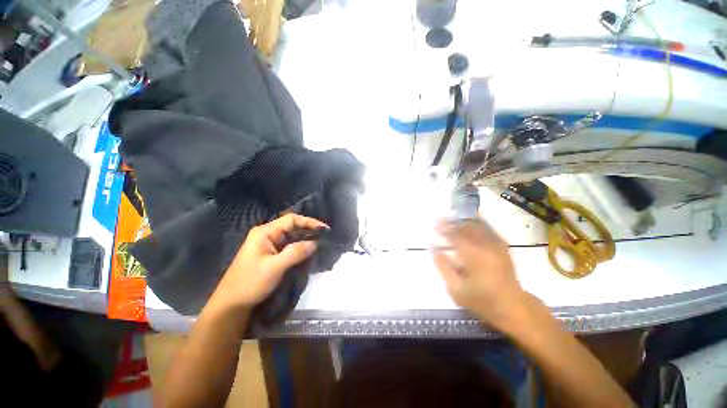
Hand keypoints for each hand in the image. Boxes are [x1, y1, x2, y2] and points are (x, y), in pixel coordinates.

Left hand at [210, 214, 328, 311]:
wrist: (232, 305)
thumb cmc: (250, 283)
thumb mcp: (274, 267)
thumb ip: (296, 252)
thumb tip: (315, 243)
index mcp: (265, 232)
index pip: (291, 220)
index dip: (309, 222)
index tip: (324, 229)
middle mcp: (268, 235)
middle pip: (293, 227)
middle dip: (309, 231)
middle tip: (325, 238)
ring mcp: (269, 246)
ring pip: (292, 238)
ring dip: (306, 241)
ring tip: (321, 245)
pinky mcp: (272, 255)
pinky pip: (290, 248)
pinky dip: (300, 249)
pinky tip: (310, 253)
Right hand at [432, 218, 525, 329]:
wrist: (512, 306)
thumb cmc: (481, 300)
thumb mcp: (456, 289)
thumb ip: (443, 266)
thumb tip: (433, 247)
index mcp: (474, 257)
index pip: (455, 236)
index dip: (443, 228)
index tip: (434, 223)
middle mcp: (486, 246)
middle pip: (466, 228)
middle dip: (452, 222)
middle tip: (440, 219)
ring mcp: (496, 245)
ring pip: (477, 225)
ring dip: (463, 221)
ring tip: (452, 220)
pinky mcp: (502, 246)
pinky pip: (488, 228)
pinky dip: (477, 222)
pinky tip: (470, 220)